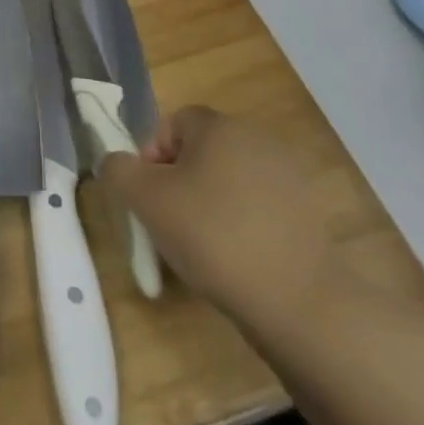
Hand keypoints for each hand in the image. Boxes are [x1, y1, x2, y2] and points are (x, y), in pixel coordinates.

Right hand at [100, 106, 337, 342]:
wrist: (300, 302)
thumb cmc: (214, 237)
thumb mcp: (147, 201)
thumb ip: (119, 171)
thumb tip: (115, 162)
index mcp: (219, 125)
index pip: (172, 123)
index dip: (151, 155)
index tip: (148, 196)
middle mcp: (256, 138)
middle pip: (202, 150)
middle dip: (180, 181)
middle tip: (169, 222)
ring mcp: (288, 176)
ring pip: (230, 180)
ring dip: (210, 204)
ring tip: (202, 248)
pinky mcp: (308, 214)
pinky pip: (258, 208)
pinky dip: (241, 225)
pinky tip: (237, 261)